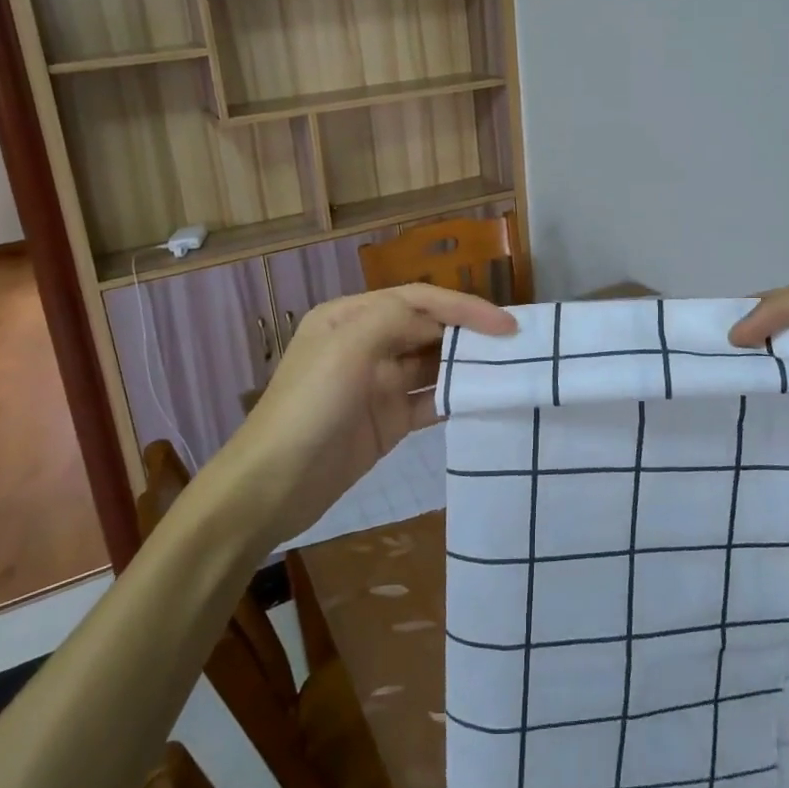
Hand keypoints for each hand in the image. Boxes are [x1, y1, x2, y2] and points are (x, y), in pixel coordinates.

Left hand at [223, 284, 516, 543]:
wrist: (272, 487)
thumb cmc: (308, 407)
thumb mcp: (346, 348)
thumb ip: (395, 319)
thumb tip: (441, 320)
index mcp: (351, 317)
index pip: (418, 300)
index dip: (463, 307)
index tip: (505, 325)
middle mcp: (367, 343)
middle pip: (428, 329)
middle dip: (469, 333)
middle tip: (516, 346)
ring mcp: (378, 384)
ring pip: (433, 365)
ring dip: (466, 366)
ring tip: (509, 370)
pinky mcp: (388, 421)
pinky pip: (429, 402)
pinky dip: (454, 399)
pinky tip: (483, 401)